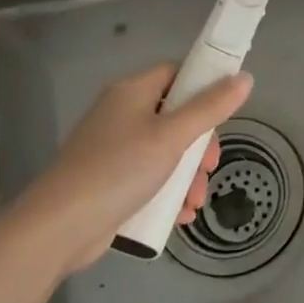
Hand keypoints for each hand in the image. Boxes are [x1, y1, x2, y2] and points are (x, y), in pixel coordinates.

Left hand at [0, 63, 253, 274]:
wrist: (58, 228)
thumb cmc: (119, 170)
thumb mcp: (172, 137)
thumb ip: (210, 107)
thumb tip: (244, 77)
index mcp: (132, 92)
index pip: (176, 73)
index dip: (203, 87)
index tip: (224, 113)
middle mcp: (122, 113)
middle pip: (175, 116)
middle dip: (200, 145)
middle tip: (210, 166)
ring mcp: (113, 148)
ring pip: (165, 151)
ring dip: (188, 175)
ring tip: (195, 202)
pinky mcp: (109, 180)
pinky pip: (149, 176)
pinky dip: (167, 192)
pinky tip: (180, 215)